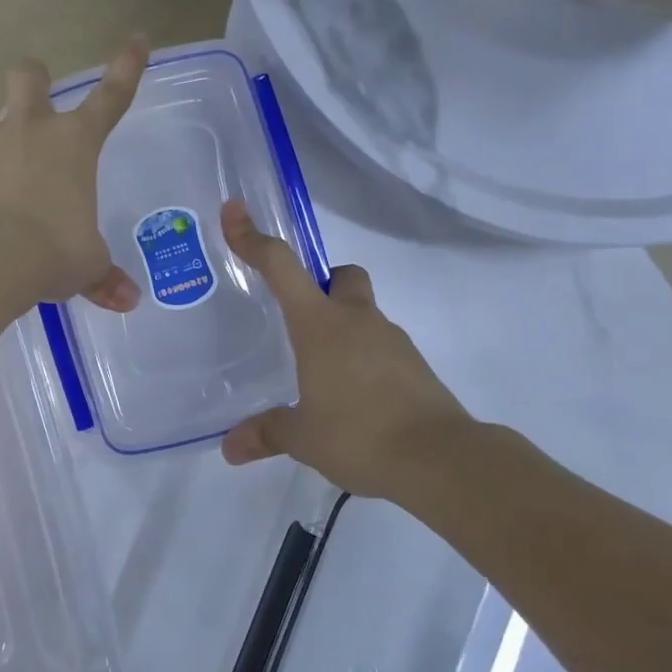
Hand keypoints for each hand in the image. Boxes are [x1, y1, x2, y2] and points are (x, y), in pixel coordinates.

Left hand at [0, 36, 147, 310]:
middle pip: (30, 76)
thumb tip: (128, 300)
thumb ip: (104, 277)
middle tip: (36, 99)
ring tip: (5, 187)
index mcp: (75, 142)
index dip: (127, 66)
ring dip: (1, 143)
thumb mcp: (86, 265)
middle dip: (35, 79)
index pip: (112, 95)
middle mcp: (31, 130)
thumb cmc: (52, 251)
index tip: (136, 38)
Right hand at [219, 200, 476, 496]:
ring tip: (325, 375)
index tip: (235, 212)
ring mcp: (392, 340)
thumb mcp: (304, 437)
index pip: (282, 267)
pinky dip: (366, 359)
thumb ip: (267, 433)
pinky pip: (382, 347)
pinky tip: (356, 398)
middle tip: (302, 320)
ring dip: (344, 329)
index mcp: (320, 324)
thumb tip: (230, 448)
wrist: (441, 459)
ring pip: (364, 313)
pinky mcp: (416, 366)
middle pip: (342, 275)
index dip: (254, 239)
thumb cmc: (359, 435)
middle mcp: (357, 320)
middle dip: (322, 284)